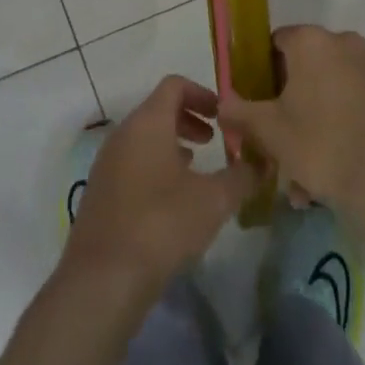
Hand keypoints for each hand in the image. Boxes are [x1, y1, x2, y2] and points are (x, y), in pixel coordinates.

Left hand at [63, 76, 255, 298]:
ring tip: (197, 171)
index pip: (174, 85)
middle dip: (190, 120)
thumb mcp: (214, 200)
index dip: (202, 93)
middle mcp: (123, 134)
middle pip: (158, 109)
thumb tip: (263, 164)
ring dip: (173, 145)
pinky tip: (172, 200)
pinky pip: (132, 163)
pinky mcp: (100, 192)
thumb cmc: (162, 224)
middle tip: (215, 141)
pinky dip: (156, 167)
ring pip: (144, 138)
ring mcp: (107, 163)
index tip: (224, 116)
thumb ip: (242, 176)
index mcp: (147, 122)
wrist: (102, 279)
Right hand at [220, 26, 364, 222]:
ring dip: (326, 113)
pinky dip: (357, 119)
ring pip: (341, 86)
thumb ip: (239, 111)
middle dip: (298, 98)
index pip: (279, 42)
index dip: (266, 71)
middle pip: (312, 66)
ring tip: (319, 163)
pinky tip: (351, 156)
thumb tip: (223, 102)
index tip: (264, 102)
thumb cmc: (320, 146)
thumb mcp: (268, 132)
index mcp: (313, 43)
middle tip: (289, 138)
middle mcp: (348, 42)